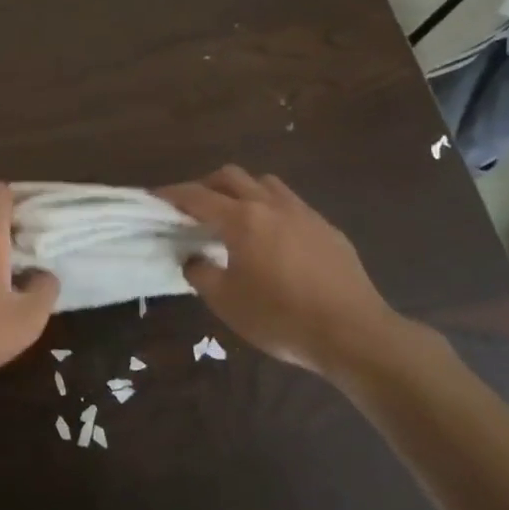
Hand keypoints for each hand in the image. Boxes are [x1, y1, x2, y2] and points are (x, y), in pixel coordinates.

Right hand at [160, 166, 405, 376]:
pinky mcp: (328, 229)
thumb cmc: (281, 317)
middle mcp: (271, 206)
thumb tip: (192, 258)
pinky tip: (273, 239)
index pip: (196, 196)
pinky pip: (292, 205)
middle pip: (231, 176)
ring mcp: (304, 214)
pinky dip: (272, 209)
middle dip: (207, 185)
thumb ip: (201, 273)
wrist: (354, 333)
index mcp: (241, 219)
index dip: (172, 194)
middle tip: (193, 206)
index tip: (155, 197)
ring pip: (266, 183)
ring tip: (235, 216)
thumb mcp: (226, 301)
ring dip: (243, 191)